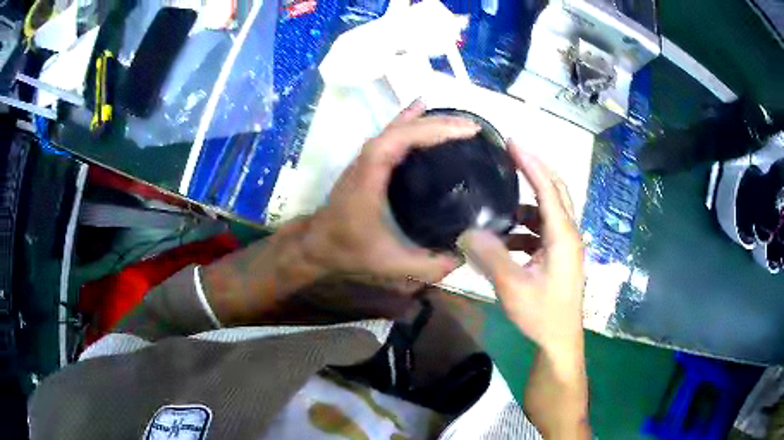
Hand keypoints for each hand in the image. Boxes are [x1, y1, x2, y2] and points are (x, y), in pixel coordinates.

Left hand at [301, 100, 479, 287]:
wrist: (318, 244)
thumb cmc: (349, 250)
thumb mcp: (390, 264)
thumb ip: (427, 266)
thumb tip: (463, 258)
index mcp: (371, 175)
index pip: (403, 139)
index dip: (436, 130)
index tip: (468, 131)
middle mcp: (368, 159)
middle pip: (404, 128)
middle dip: (441, 123)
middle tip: (473, 127)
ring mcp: (367, 158)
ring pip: (398, 128)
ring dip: (428, 121)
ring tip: (458, 121)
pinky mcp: (368, 162)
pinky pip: (393, 135)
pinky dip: (410, 123)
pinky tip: (423, 113)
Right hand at [457, 141, 584, 359]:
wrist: (559, 341)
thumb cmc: (542, 314)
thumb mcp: (513, 286)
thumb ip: (490, 256)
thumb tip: (466, 231)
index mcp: (562, 235)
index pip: (548, 188)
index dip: (531, 162)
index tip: (512, 141)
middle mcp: (568, 234)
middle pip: (554, 192)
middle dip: (534, 170)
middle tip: (510, 155)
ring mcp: (564, 246)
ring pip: (547, 212)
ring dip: (527, 203)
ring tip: (501, 200)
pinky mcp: (559, 257)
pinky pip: (542, 231)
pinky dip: (525, 228)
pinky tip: (505, 238)